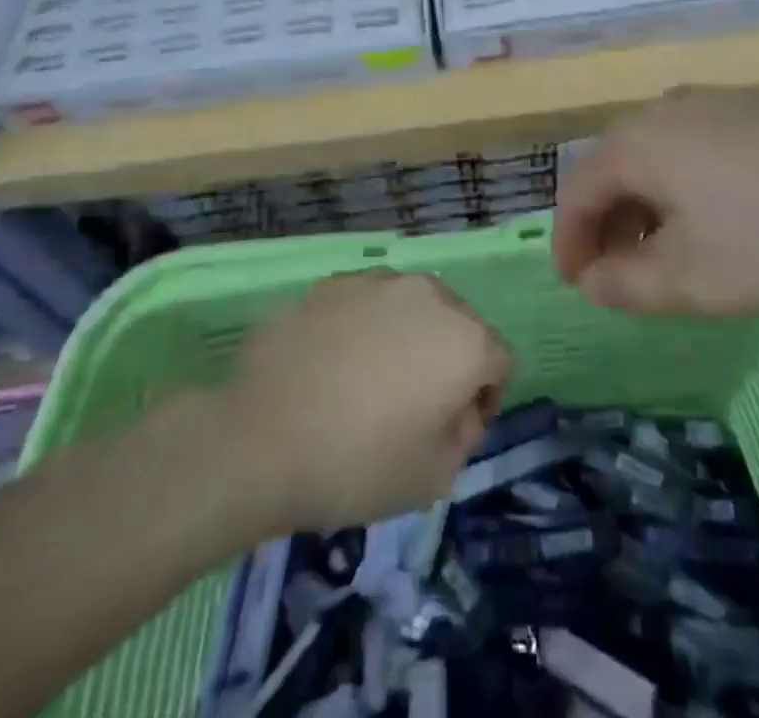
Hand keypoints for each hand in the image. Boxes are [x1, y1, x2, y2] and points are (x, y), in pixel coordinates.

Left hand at [220, 270, 513, 529]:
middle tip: (413, 405)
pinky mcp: (333, 283)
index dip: (484, 398)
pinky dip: (365, 326)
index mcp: (465, 339)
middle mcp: (430, 295)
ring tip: (369, 379)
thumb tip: (458, 408)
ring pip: (413, 307)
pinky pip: (368, 303)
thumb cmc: (357, 464)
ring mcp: (377, 281)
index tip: (452, 429)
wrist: (258, 439)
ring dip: (408, 336)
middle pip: (460, 324)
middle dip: (449, 360)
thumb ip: (466, 435)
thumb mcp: (435, 477)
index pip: (500, 361)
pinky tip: (333, 363)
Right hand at [554, 87, 758, 313]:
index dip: (569, 243)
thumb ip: (625, 284)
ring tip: (676, 252)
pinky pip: (706, 146)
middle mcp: (669, 107)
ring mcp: (722, 99)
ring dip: (654, 206)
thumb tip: (592, 279)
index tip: (577, 284)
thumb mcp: (692, 279)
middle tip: (623, 275)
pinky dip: (696, 186)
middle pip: (618, 169)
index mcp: (637, 141)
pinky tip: (733, 218)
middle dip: (611, 225)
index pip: (577, 192)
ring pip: (664, 156)